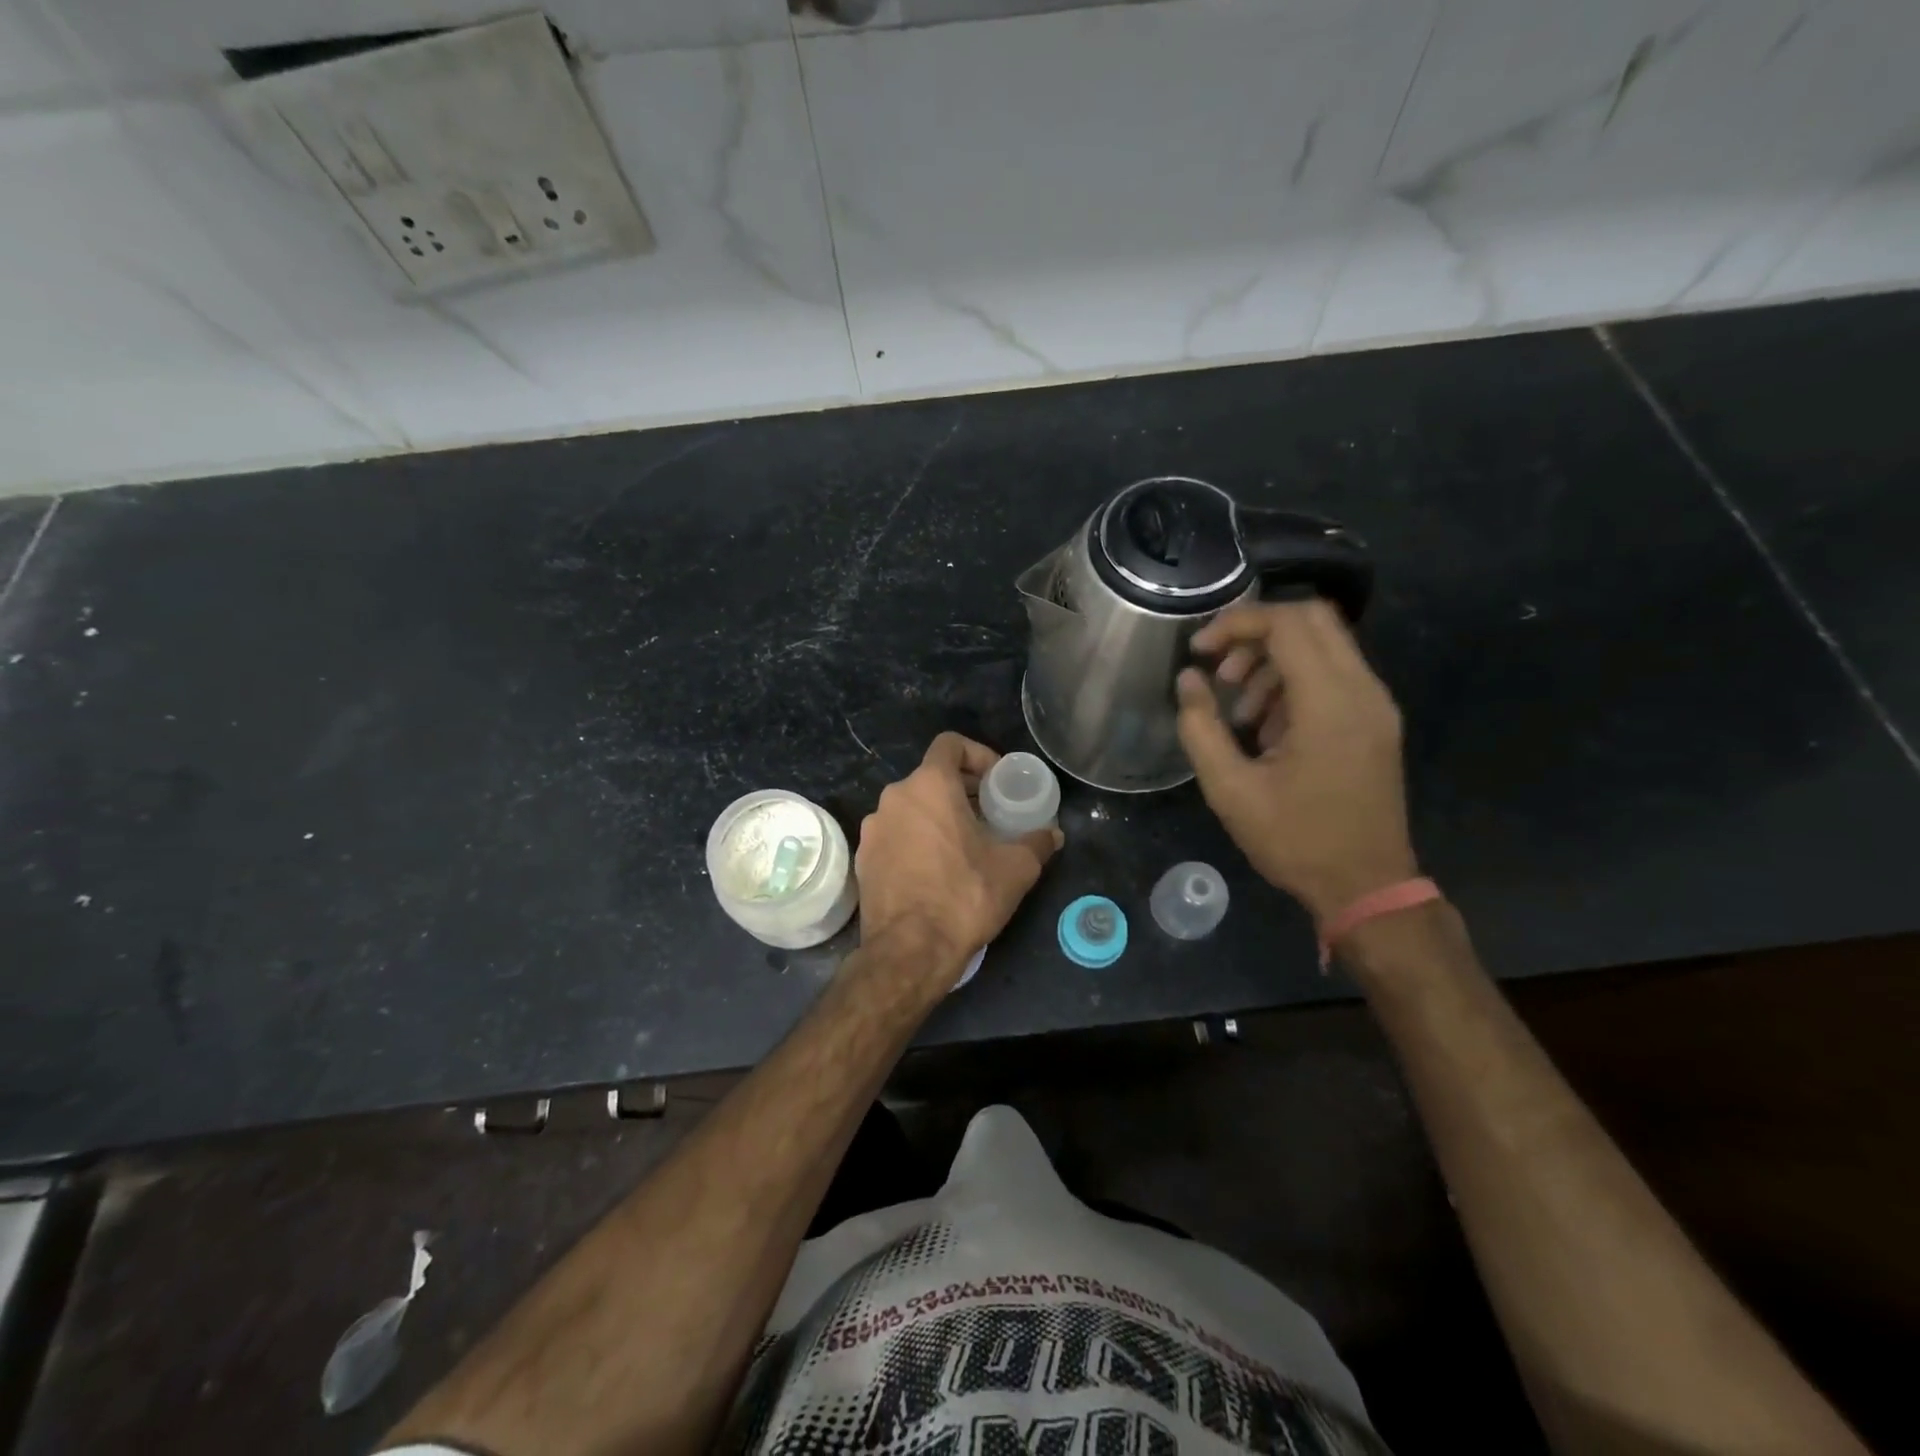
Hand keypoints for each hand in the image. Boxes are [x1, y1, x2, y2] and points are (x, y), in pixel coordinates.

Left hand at [855, 733, 1063, 988]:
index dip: (977, 755)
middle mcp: (895, 797)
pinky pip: (895, 835)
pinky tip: (936, 870)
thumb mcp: (1016, 868)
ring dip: (938, 816)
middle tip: (988, 815)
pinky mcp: (863, 858)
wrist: (910, 950)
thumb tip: (1053, 833)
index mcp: (929, 785)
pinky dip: (916, 840)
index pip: (950, 744)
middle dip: (962, 790)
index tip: (996, 781)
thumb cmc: (966, 896)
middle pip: (931, 777)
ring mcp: (873, 828)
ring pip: (911, 808)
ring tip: (964, 845)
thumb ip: (1037, 842)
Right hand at [1177, 599, 1417, 922]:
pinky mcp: (1376, 722)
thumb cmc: (1296, 840)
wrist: (1367, 887)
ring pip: (1324, 646)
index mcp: (1330, 703)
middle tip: (1221, 670)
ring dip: (1274, 661)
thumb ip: (1201, 727)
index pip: (1287, 624)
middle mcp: (1363, 691)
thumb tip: (1188, 679)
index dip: (1236, 624)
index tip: (1199, 651)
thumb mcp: (1230, 790)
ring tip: (1239, 711)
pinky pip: (1335, 676)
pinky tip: (1267, 728)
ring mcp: (1376, 705)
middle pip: (1313, 619)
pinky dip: (1295, 682)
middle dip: (1257, 633)